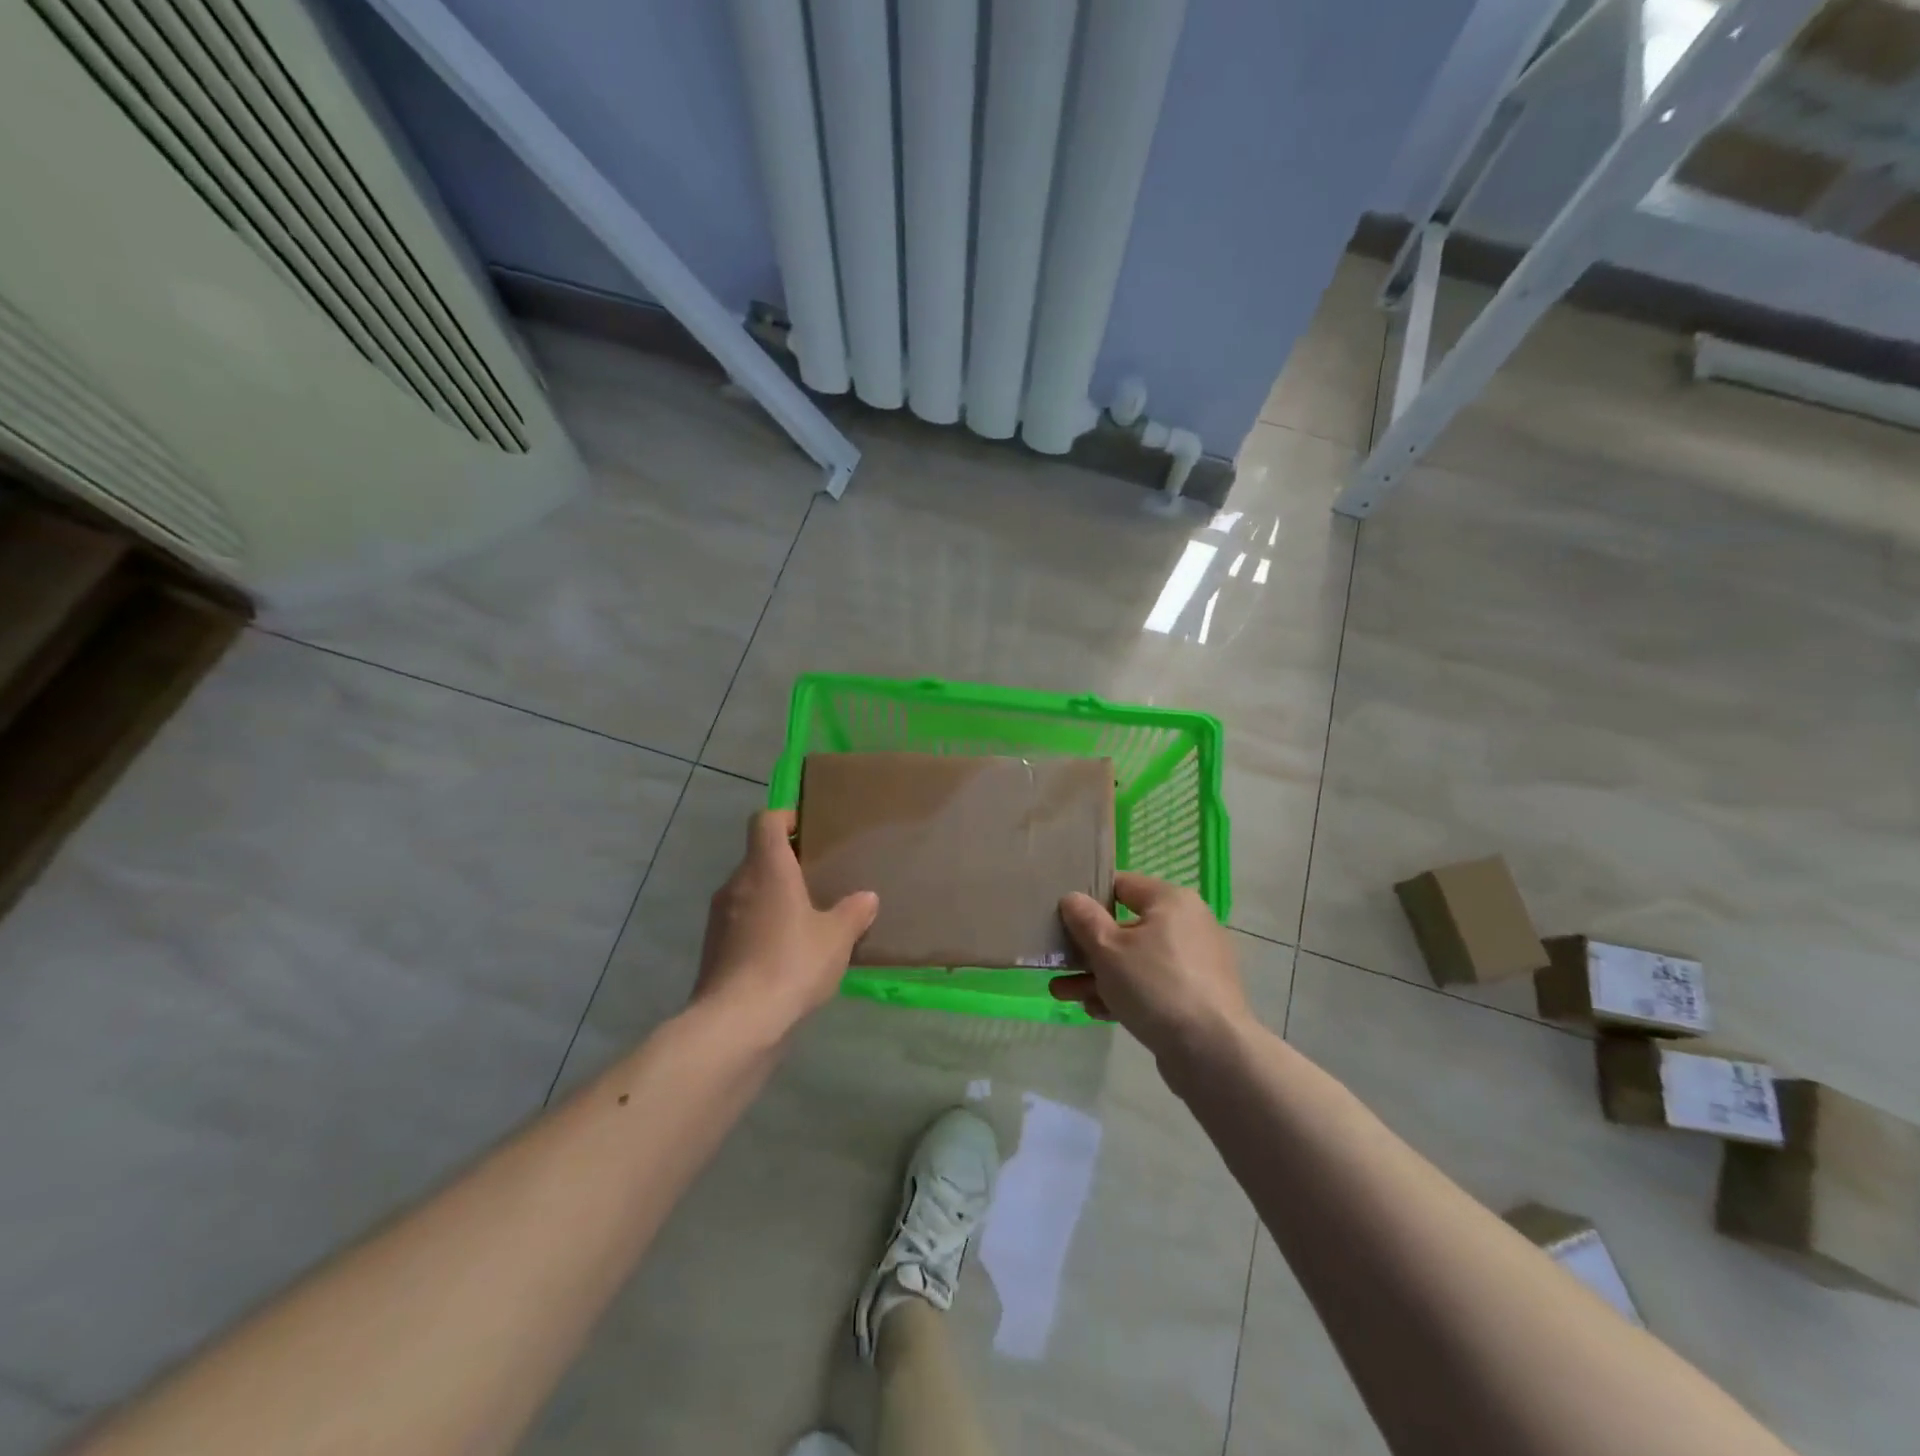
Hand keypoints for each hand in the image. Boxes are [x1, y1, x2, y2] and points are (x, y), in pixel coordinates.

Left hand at [692, 810, 878, 1039]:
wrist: (736, 1023)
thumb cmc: (791, 963)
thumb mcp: (836, 938)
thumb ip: (853, 912)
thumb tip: (866, 897)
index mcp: (766, 867)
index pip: (765, 820)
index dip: (785, 817)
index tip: (808, 830)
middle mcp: (737, 884)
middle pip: (757, 857)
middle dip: (785, 864)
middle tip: (818, 880)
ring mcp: (719, 918)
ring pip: (749, 893)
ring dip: (773, 899)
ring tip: (805, 920)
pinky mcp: (713, 950)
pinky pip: (741, 924)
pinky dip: (761, 928)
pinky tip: (786, 954)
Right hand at [1053, 873, 1250, 1063]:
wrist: (1212, 1051)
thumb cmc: (1155, 985)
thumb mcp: (1107, 949)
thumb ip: (1084, 919)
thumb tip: (1072, 897)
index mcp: (1170, 901)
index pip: (1121, 884)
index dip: (1088, 897)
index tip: (1062, 915)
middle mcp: (1186, 924)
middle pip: (1125, 927)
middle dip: (1087, 948)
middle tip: (1056, 961)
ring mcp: (1193, 962)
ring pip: (1135, 960)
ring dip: (1098, 975)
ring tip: (1062, 993)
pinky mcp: (1195, 996)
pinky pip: (1152, 985)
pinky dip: (1124, 994)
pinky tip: (1095, 1011)